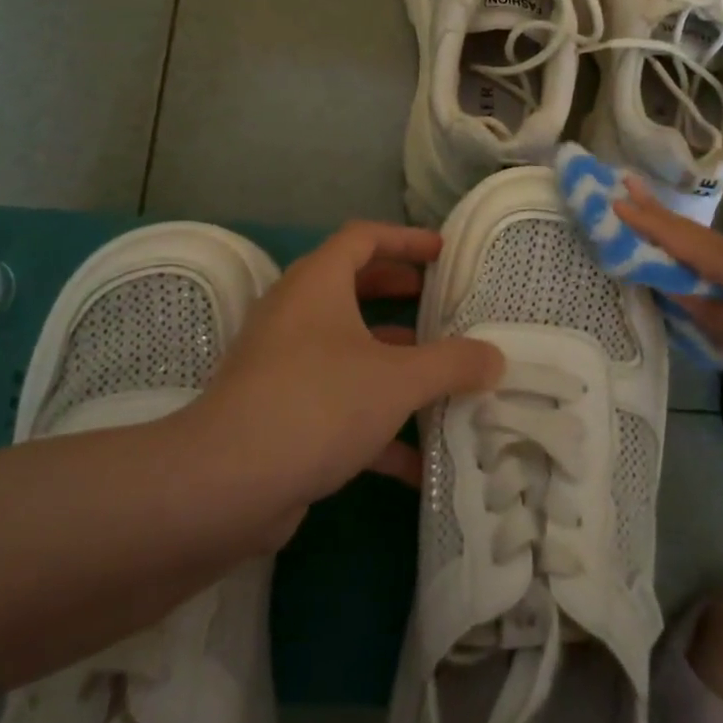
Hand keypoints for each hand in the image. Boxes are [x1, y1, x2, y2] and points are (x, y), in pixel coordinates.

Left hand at [190, 221, 501, 543]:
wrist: (226, 485)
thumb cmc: (319, 403)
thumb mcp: (398, 380)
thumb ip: (452, 364)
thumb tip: (495, 357)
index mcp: (317, 284)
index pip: (362, 237)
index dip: (405, 239)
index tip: (442, 253)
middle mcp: (296, 314)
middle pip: (352, 288)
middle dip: (397, 295)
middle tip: (438, 304)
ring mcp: (282, 364)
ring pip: (347, 350)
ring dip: (393, 364)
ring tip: (442, 380)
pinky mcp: (279, 413)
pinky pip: (337, 402)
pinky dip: (375, 423)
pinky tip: (416, 463)